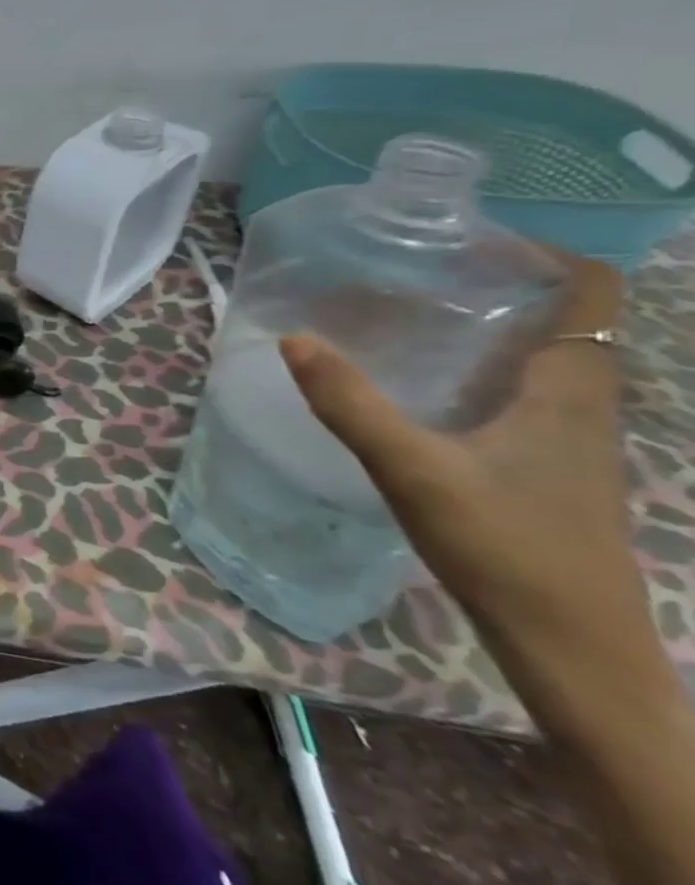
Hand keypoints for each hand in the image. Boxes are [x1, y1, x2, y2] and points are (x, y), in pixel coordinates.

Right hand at [280, 259, 657, 677]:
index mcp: (569, 390)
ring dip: (481, 327)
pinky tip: (416, 386)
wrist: (571, 647)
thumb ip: (350, 403)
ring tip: (402, 314)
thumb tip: (294, 337)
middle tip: (409, 269)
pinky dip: (474, 369)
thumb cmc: (505, 548)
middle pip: (557, 318)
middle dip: (493, 284)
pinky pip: (515, 394)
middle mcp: (578, 404)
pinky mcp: (542, 468)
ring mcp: (564, 440)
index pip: (590, 292)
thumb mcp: (413, 470)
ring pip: (534, 358)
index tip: (464, 238)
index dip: (542, 252)